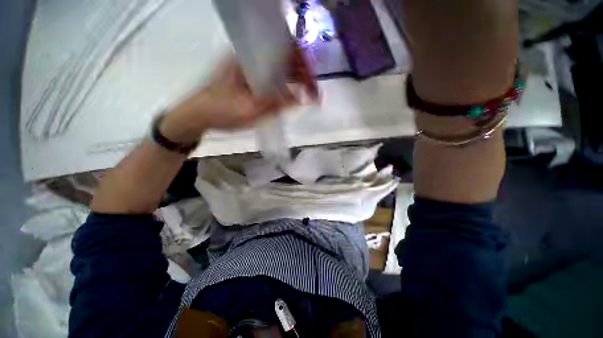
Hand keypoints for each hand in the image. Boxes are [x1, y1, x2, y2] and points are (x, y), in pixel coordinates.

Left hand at [160, 44, 318, 143]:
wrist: (199, 114)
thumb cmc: (221, 111)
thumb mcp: (250, 110)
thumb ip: (277, 104)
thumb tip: (302, 98)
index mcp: (249, 57)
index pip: (284, 51)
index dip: (303, 65)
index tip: (313, 83)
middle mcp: (251, 57)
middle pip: (285, 60)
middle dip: (303, 76)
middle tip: (314, 94)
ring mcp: (251, 67)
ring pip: (280, 69)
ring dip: (296, 81)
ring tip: (307, 96)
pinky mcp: (251, 77)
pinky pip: (273, 78)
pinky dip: (286, 86)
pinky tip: (292, 96)